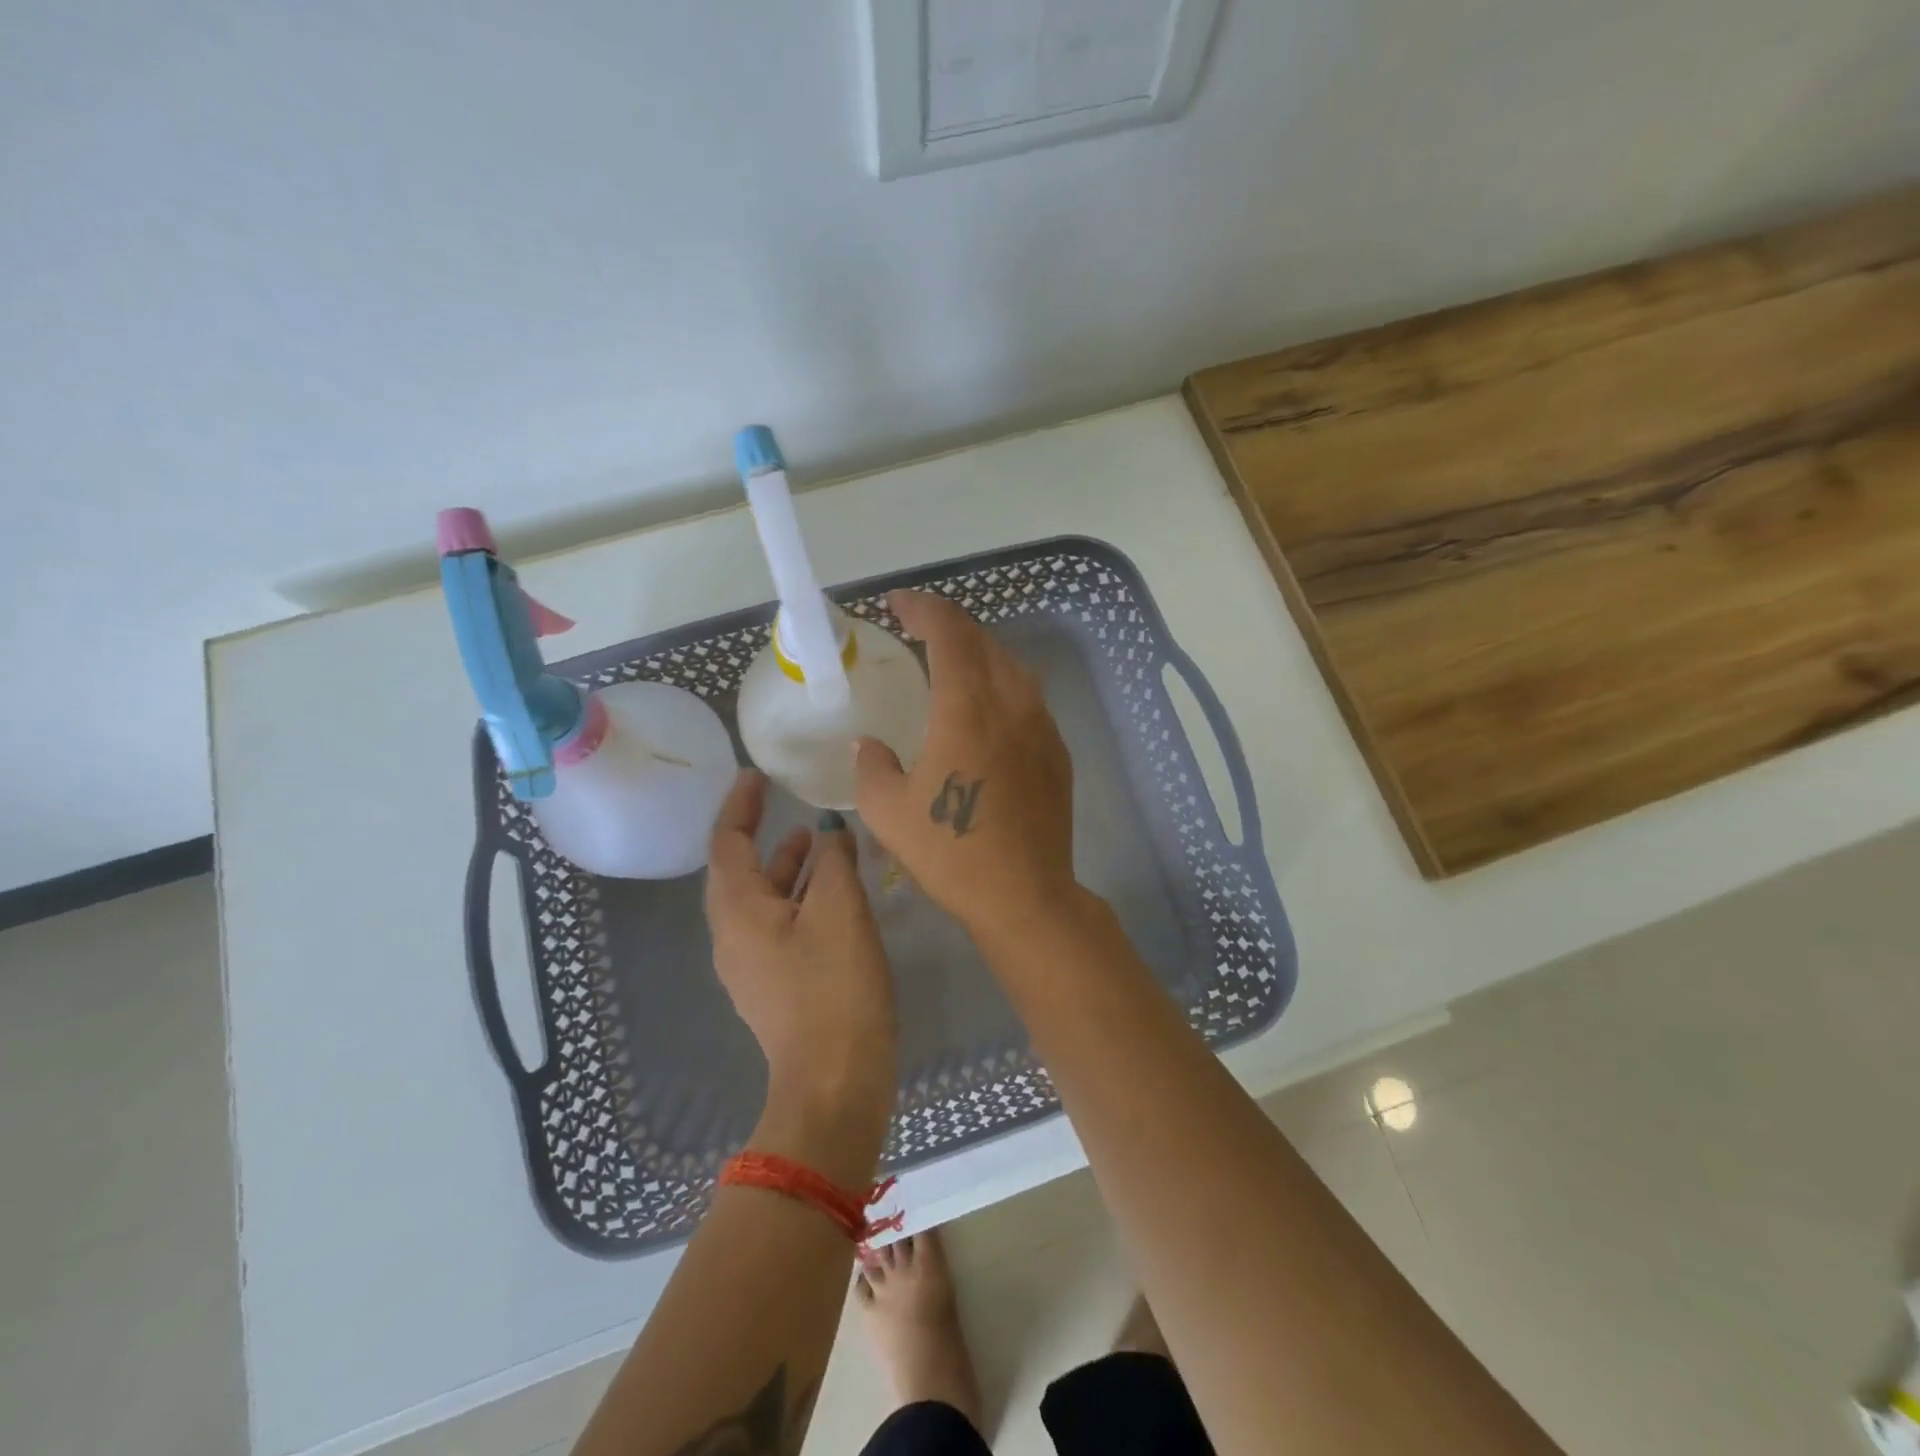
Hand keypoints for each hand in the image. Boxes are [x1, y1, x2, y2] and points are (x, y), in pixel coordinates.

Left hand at [705, 771, 897, 1182]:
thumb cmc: (834, 987)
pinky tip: (835, 894)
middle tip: (790, 804)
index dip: (740, 805)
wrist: (833, 1083)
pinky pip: (779, 925)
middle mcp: (733, 936)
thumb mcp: (839, 909)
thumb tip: (829, 833)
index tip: (756, 774)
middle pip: (741, 872)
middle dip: (764, 835)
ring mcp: (752, 965)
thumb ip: (832, 860)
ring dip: (787, 867)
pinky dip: (800, 898)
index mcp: (738, 911)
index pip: (727, 842)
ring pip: (763, 900)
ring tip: (821, 841)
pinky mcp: (775, 986)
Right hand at [854, 590, 1078, 940]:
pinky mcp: (1057, 751)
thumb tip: (871, 745)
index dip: (922, 607)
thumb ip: (872, 766)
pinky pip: (1028, 698)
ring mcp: (1042, 725)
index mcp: (967, 706)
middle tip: (918, 630)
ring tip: (951, 664)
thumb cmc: (951, 852)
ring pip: (1012, 665)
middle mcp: (1011, 703)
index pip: (948, 631)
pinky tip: (986, 710)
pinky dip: (1002, 685)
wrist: (1025, 894)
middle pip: (983, 640)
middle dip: (948, 625)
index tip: (897, 605)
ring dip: (979, 652)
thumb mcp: (888, 811)